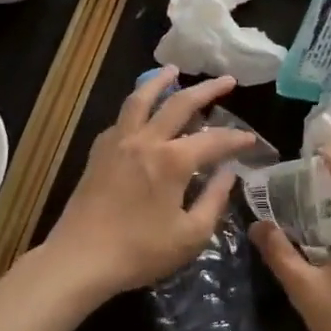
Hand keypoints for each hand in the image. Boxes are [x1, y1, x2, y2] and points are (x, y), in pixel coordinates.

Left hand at [36, 69, 256, 300]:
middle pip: (180, 103)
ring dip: (160, 81)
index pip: (214, 140)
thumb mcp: (190, 236)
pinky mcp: (98, 152)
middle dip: (208, 89)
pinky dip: (136, 108)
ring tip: (172, 70)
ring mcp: (119, 143)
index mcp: (173, 161)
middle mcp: (147, 141)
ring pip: (141, 99)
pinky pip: (121, 119)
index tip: (251, 140)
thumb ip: (214, 200)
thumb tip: (228, 174)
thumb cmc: (140, 252)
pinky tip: (140, 112)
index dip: (237, 139)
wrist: (79, 260)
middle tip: (227, 80)